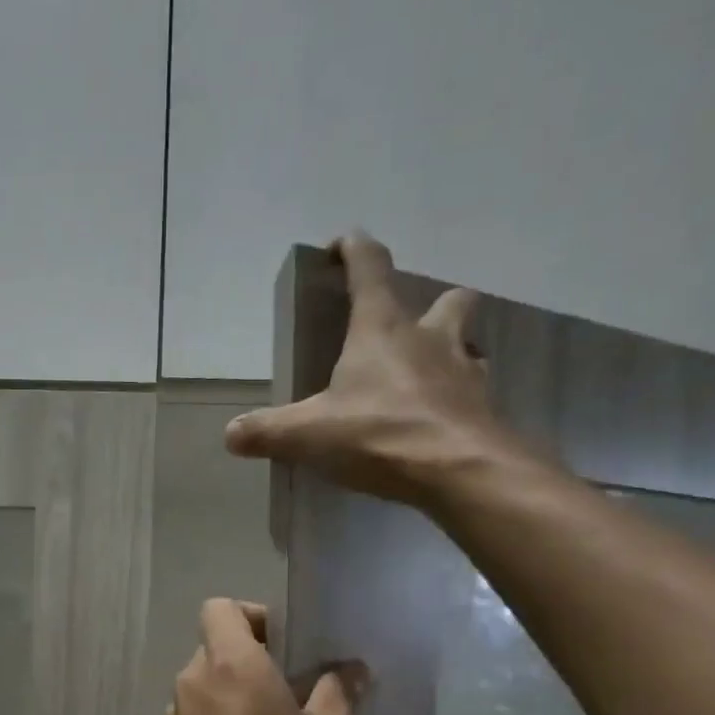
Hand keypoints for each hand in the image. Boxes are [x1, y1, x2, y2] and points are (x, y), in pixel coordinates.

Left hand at [167, 599, 362, 714]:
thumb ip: (338, 694)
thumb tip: (353, 669)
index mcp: (232, 663)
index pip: (220, 607)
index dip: (250, 615)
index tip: (279, 641)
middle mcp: (194, 677)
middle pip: (214, 642)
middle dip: (247, 653)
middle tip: (283, 683)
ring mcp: (175, 709)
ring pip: (203, 676)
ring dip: (230, 685)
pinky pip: (193, 708)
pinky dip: (213, 712)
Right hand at [225, 231, 521, 506]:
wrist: (461, 471)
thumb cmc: (381, 434)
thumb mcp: (310, 435)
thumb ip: (268, 431)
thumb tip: (230, 434)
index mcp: (382, 330)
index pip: (370, 268)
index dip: (354, 249)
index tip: (342, 243)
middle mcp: (431, 339)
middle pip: (447, 299)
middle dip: (431, 304)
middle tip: (408, 329)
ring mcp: (466, 372)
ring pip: (469, 345)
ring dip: (451, 352)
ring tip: (426, 379)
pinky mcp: (484, 408)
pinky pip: (474, 392)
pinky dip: (458, 399)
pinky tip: (440, 421)